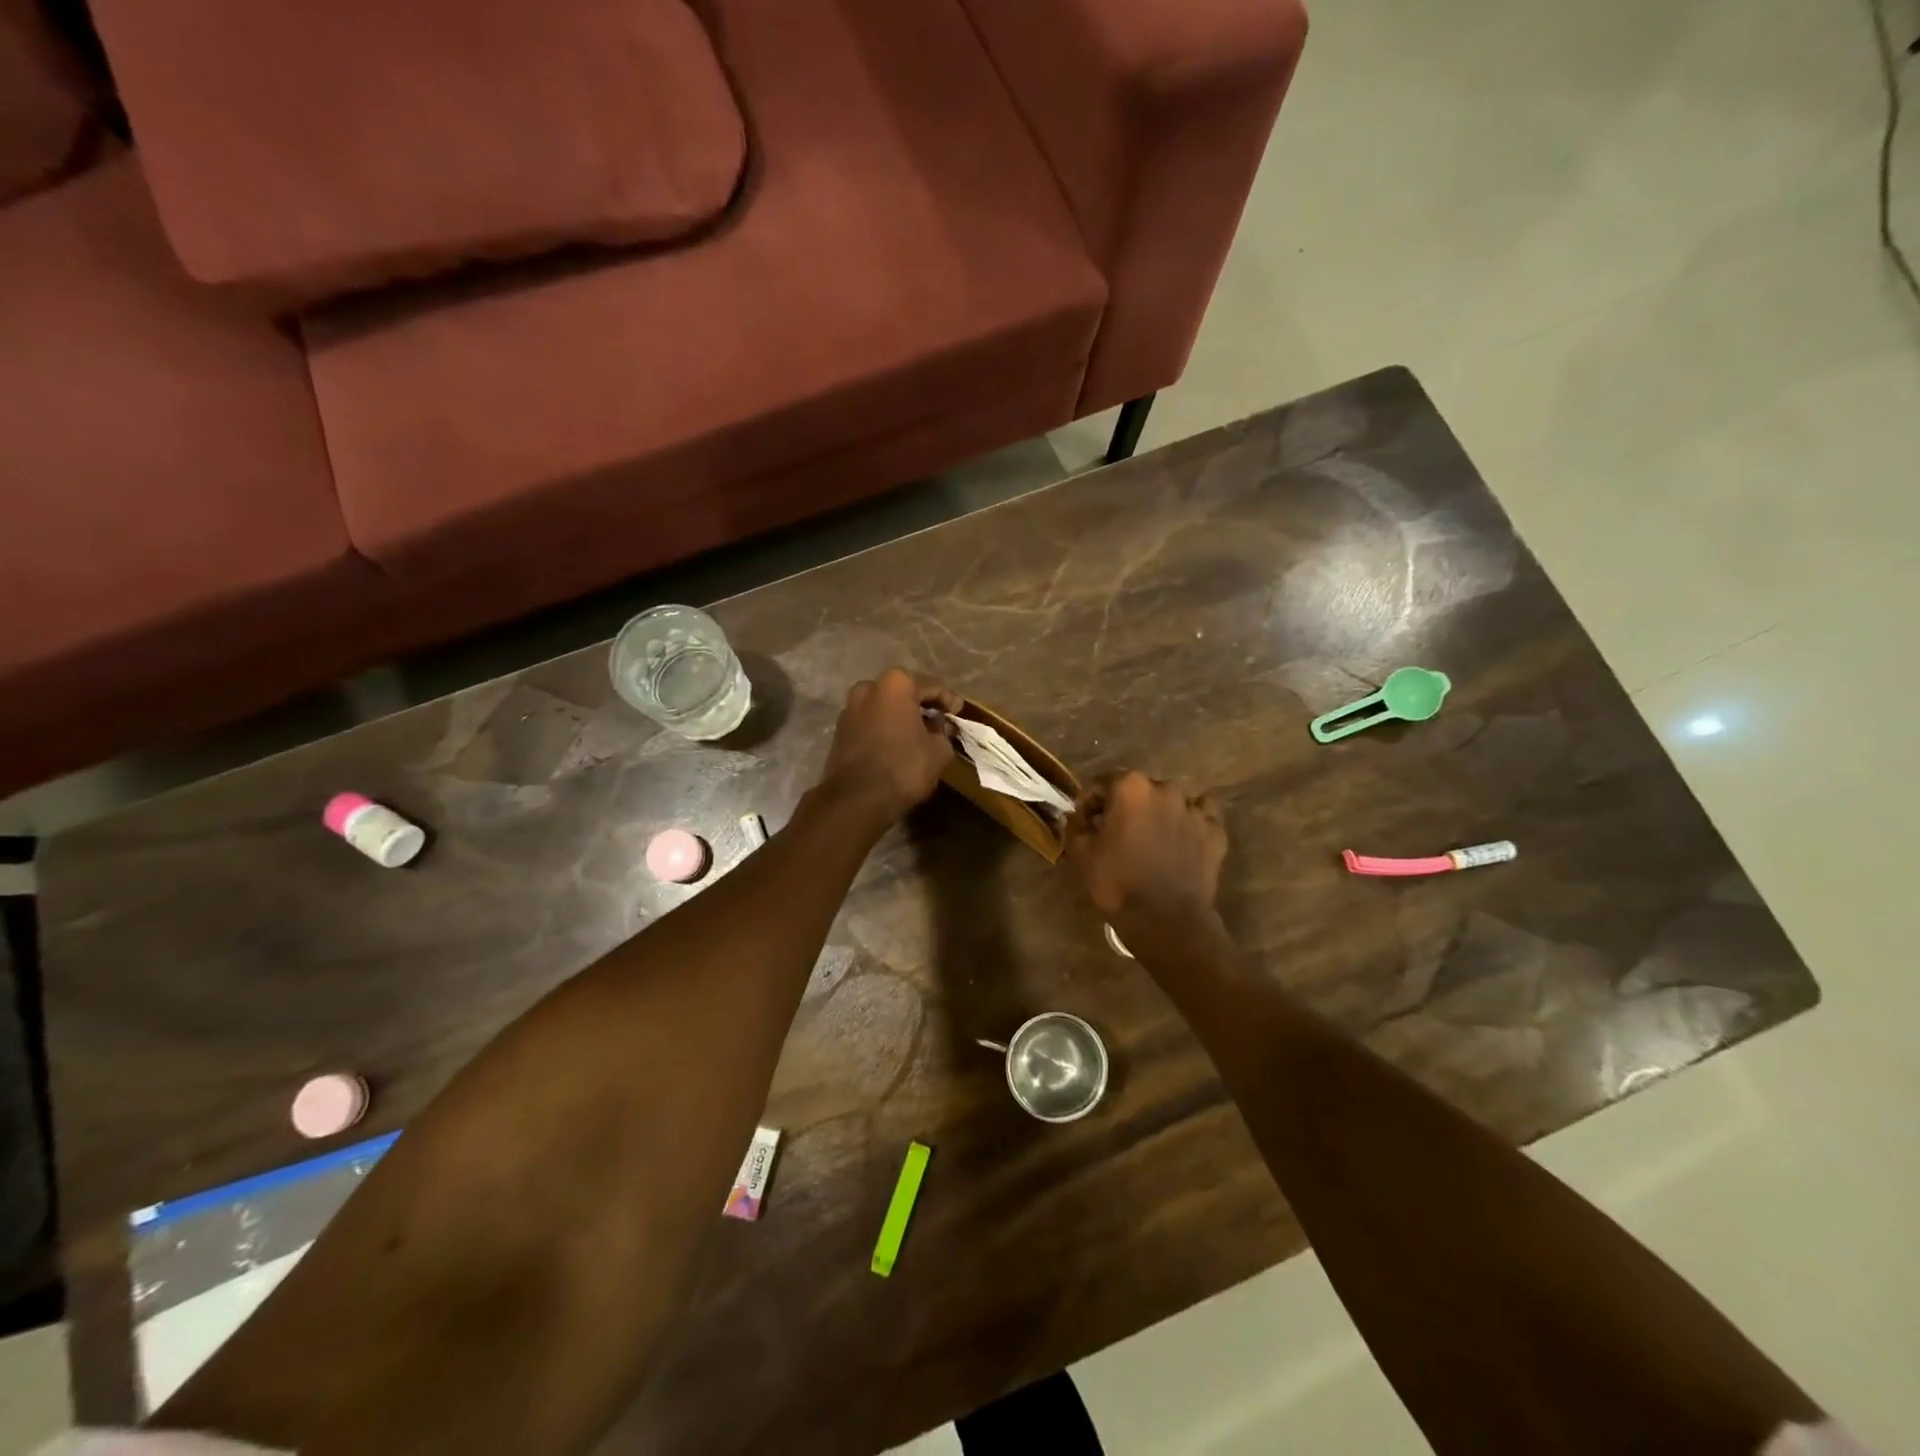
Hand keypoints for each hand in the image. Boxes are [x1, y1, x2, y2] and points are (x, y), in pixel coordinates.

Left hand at [818, 669, 961, 825]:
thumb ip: (943, 732)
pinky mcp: (840, 730)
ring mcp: (849, 708)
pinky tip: (897, 744)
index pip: (932, 686)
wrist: (857, 799)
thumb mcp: (939, 751)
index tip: (959, 712)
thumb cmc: (904, 767)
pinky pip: (870, 722)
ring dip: (901, 717)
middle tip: (940, 721)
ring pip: (884, 707)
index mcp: (896, 684)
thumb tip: (938, 727)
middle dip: (922, 705)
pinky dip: (885, 728)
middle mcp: (868, 688)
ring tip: (919, 734)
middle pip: (904, 692)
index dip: (949, 700)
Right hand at [1064, 771, 1226, 923]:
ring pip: (1172, 800)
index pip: (1103, 783)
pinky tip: (1182, 839)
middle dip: (1128, 806)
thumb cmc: (1117, 882)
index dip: (1092, 803)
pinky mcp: (1215, 832)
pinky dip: (1190, 823)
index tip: (1088, 824)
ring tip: (1152, 838)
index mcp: (1130, 787)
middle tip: (1119, 833)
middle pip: (1140, 789)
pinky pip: (1202, 816)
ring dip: (1160, 812)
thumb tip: (1078, 816)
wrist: (1165, 920)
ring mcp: (1195, 809)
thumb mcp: (1080, 853)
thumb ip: (1075, 825)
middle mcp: (1165, 788)